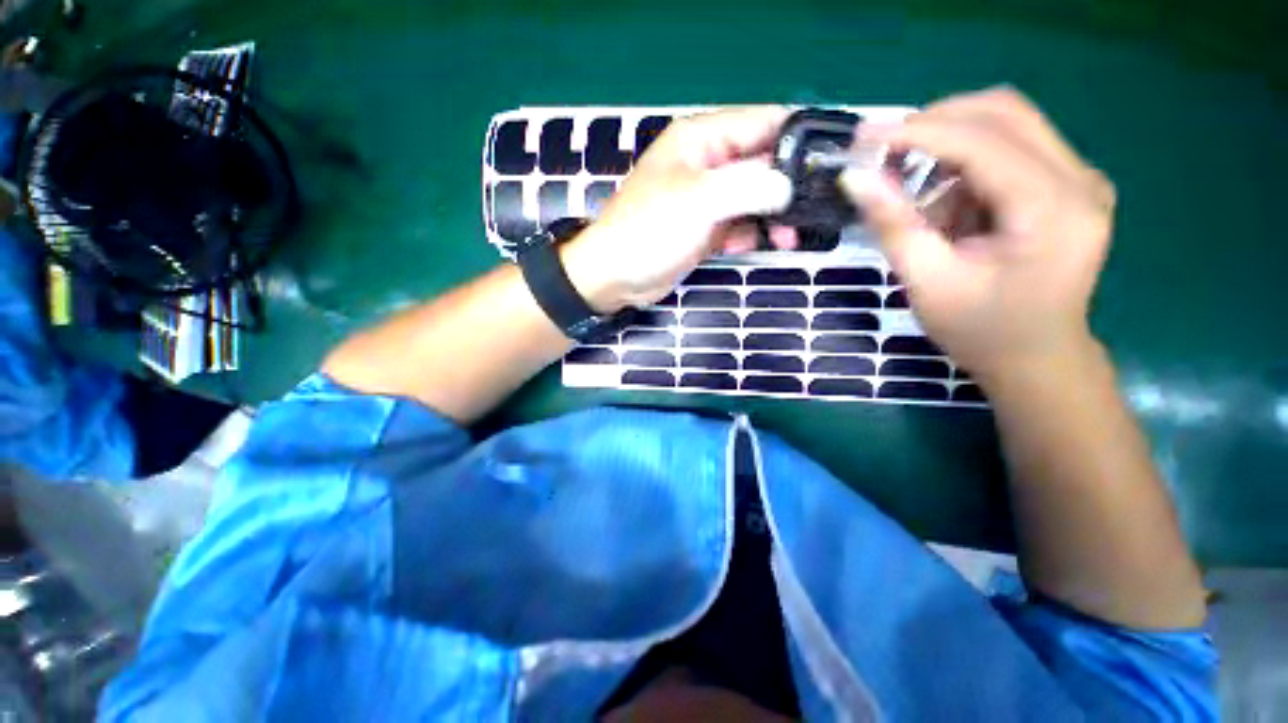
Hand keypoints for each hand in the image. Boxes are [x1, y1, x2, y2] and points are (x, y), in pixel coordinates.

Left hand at [562, 107, 797, 312]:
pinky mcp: (704, 229)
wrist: (615, 277)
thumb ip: (746, 186)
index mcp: (702, 140)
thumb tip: (786, 185)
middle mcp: (707, 164)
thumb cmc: (648, 232)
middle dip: (788, 185)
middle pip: (762, 163)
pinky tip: (757, 245)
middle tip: (816, 208)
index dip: (799, 136)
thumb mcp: (697, 201)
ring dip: (772, 215)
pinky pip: (738, 224)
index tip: (832, 160)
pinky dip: (751, 234)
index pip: (763, 122)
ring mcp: (706, 200)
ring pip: (753, 198)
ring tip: (790, 236)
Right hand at [840, 87, 1116, 384]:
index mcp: (1053, 210)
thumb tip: (855, 179)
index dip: (917, 132)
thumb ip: (894, 226)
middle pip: (1004, 112)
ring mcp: (1080, 179)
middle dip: (935, 123)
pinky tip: (947, 202)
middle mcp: (1080, 180)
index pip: (982, 140)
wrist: (1037, 358)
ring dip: (949, 142)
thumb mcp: (928, 284)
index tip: (863, 138)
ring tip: (913, 187)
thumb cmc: (981, 331)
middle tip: (884, 153)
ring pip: (1008, 122)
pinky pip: (1012, 147)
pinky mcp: (1069, 185)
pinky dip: (966, 161)